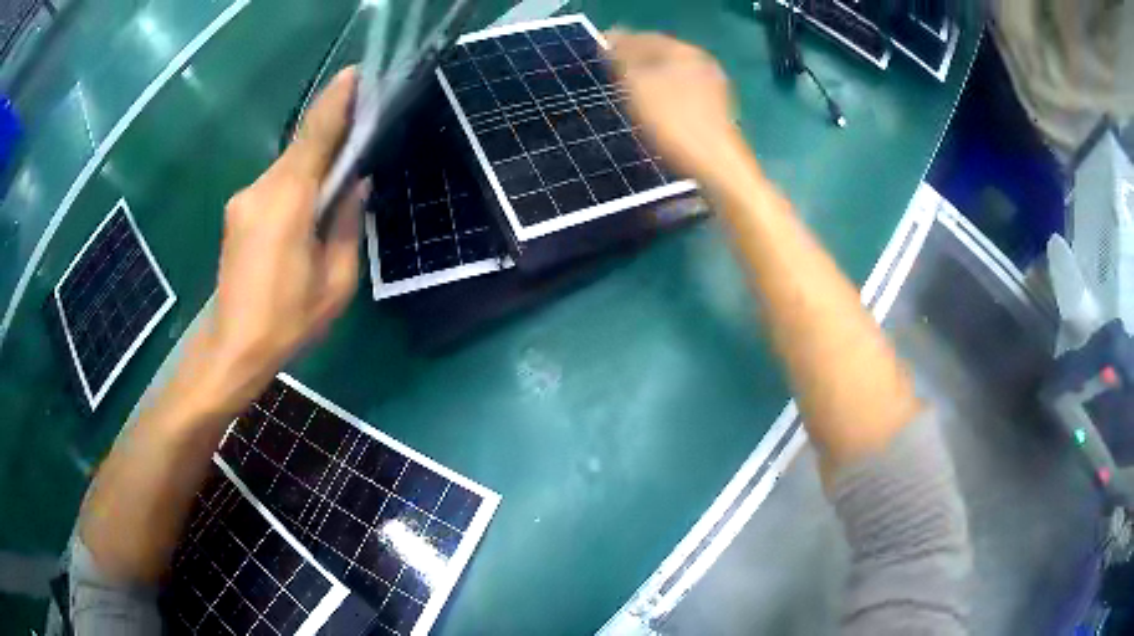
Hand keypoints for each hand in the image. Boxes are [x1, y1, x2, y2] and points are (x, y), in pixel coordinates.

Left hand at [199, 67, 367, 406]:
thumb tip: (354, 186)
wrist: (233, 348)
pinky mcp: (237, 212)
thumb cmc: (288, 321)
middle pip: (302, 148)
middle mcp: (261, 189)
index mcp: (288, 202)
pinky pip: (274, 186)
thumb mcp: (336, 281)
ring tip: (335, 188)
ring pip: (288, 168)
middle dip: (332, 138)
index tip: (357, 73)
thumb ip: (348, 225)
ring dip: (314, 168)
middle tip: (362, 135)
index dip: (337, 100)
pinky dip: (295, 186)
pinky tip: (306, 212)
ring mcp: (243, 199)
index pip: (315, 134)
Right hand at [606, 30, 742, 185]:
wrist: (714, 165)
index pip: (645, 38)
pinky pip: (682, 93)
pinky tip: (653, 111)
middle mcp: (703, 63)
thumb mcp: (637, 85)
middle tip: (610, 75)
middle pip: (661, 55)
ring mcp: (713, 87)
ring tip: (627, 94)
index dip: (619, 43)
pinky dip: (664, 96)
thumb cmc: (672, 121)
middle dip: (636, 62)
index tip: (599, 55)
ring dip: (649, 80)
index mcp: (685, 51)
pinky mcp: (715, 111)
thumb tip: (612, 38)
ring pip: (672, 75)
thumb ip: (622, 58)